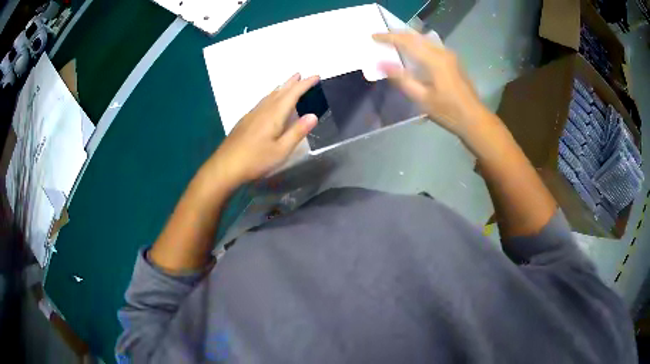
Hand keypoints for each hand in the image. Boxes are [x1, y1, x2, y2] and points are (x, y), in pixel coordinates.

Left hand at [209, 73, 319, 185]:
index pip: (293, 94)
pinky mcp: (245, 120)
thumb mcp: (281, 150)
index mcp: (274, 115)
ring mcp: (252, 114)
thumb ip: (297, 132)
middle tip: (301, 74)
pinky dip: (272, 96)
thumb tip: (313, 115)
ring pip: (270, 96)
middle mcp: (263, 110)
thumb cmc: (256, 160)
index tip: (316, 76)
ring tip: (288, 83)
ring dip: (281, 88)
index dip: (305, 84)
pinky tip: (270, 102)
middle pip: (280, 91)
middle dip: (292, 82)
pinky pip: (262, 102)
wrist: (226, 165)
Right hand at [373, 32, 493, 139]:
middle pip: (416, 36)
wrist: (474, 118)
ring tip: (393, 41)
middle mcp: (442, 52)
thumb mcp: (422, 98)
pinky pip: (430, 45)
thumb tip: (381, 64)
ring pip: (424, 39)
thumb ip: (402, 79)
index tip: (373, 36)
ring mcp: (449, 55)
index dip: (389, 38)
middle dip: (397, 34)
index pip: (407, 42)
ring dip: (408, 38)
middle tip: (381, 36)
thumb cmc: (448, 111)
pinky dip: (417, 44)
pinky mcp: (452, 61)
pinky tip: (412, 50)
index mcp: (434, 60)